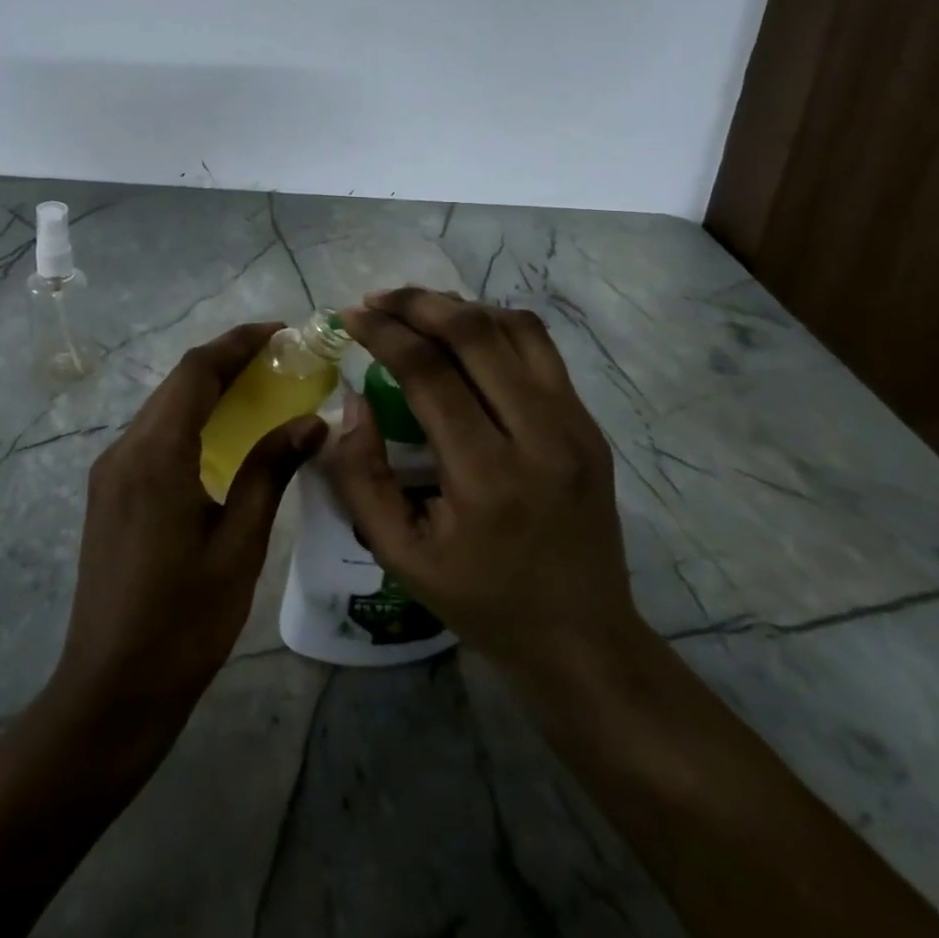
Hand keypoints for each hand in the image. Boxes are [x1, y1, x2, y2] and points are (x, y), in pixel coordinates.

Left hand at [47, 323, 327, 742]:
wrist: (110, 690)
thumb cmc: (183, 623)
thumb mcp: (239, 547)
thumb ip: (269, 474)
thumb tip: (310, 423)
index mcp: (155, 456)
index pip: (196, 372)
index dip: (238, 343)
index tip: (281, 331)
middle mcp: (124, 450)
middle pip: (177, 383)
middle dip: (227, 361)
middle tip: (280, 358)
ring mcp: (111, 471)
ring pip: (163, 406)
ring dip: (208, 388)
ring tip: (260, 388)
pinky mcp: (109, 491)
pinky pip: (153, 434)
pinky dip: (190, 419)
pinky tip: (222, 436)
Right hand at [327, 289, 644, 684]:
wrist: (583, 638)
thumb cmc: (482, 600)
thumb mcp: (399, 554)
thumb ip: (361, 476)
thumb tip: (352, 401)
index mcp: (487, 476)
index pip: (430, 373)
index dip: (384, 334)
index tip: (349, 315)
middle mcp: (540, 436)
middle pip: (475, 334)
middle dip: (417, 303)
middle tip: (377, 299)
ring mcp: (574, 424)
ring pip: (514, 328)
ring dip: (459, 307)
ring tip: (415, 310)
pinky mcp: (589, 424)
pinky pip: (540, 350)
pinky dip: (495, 326)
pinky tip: (463, 335)